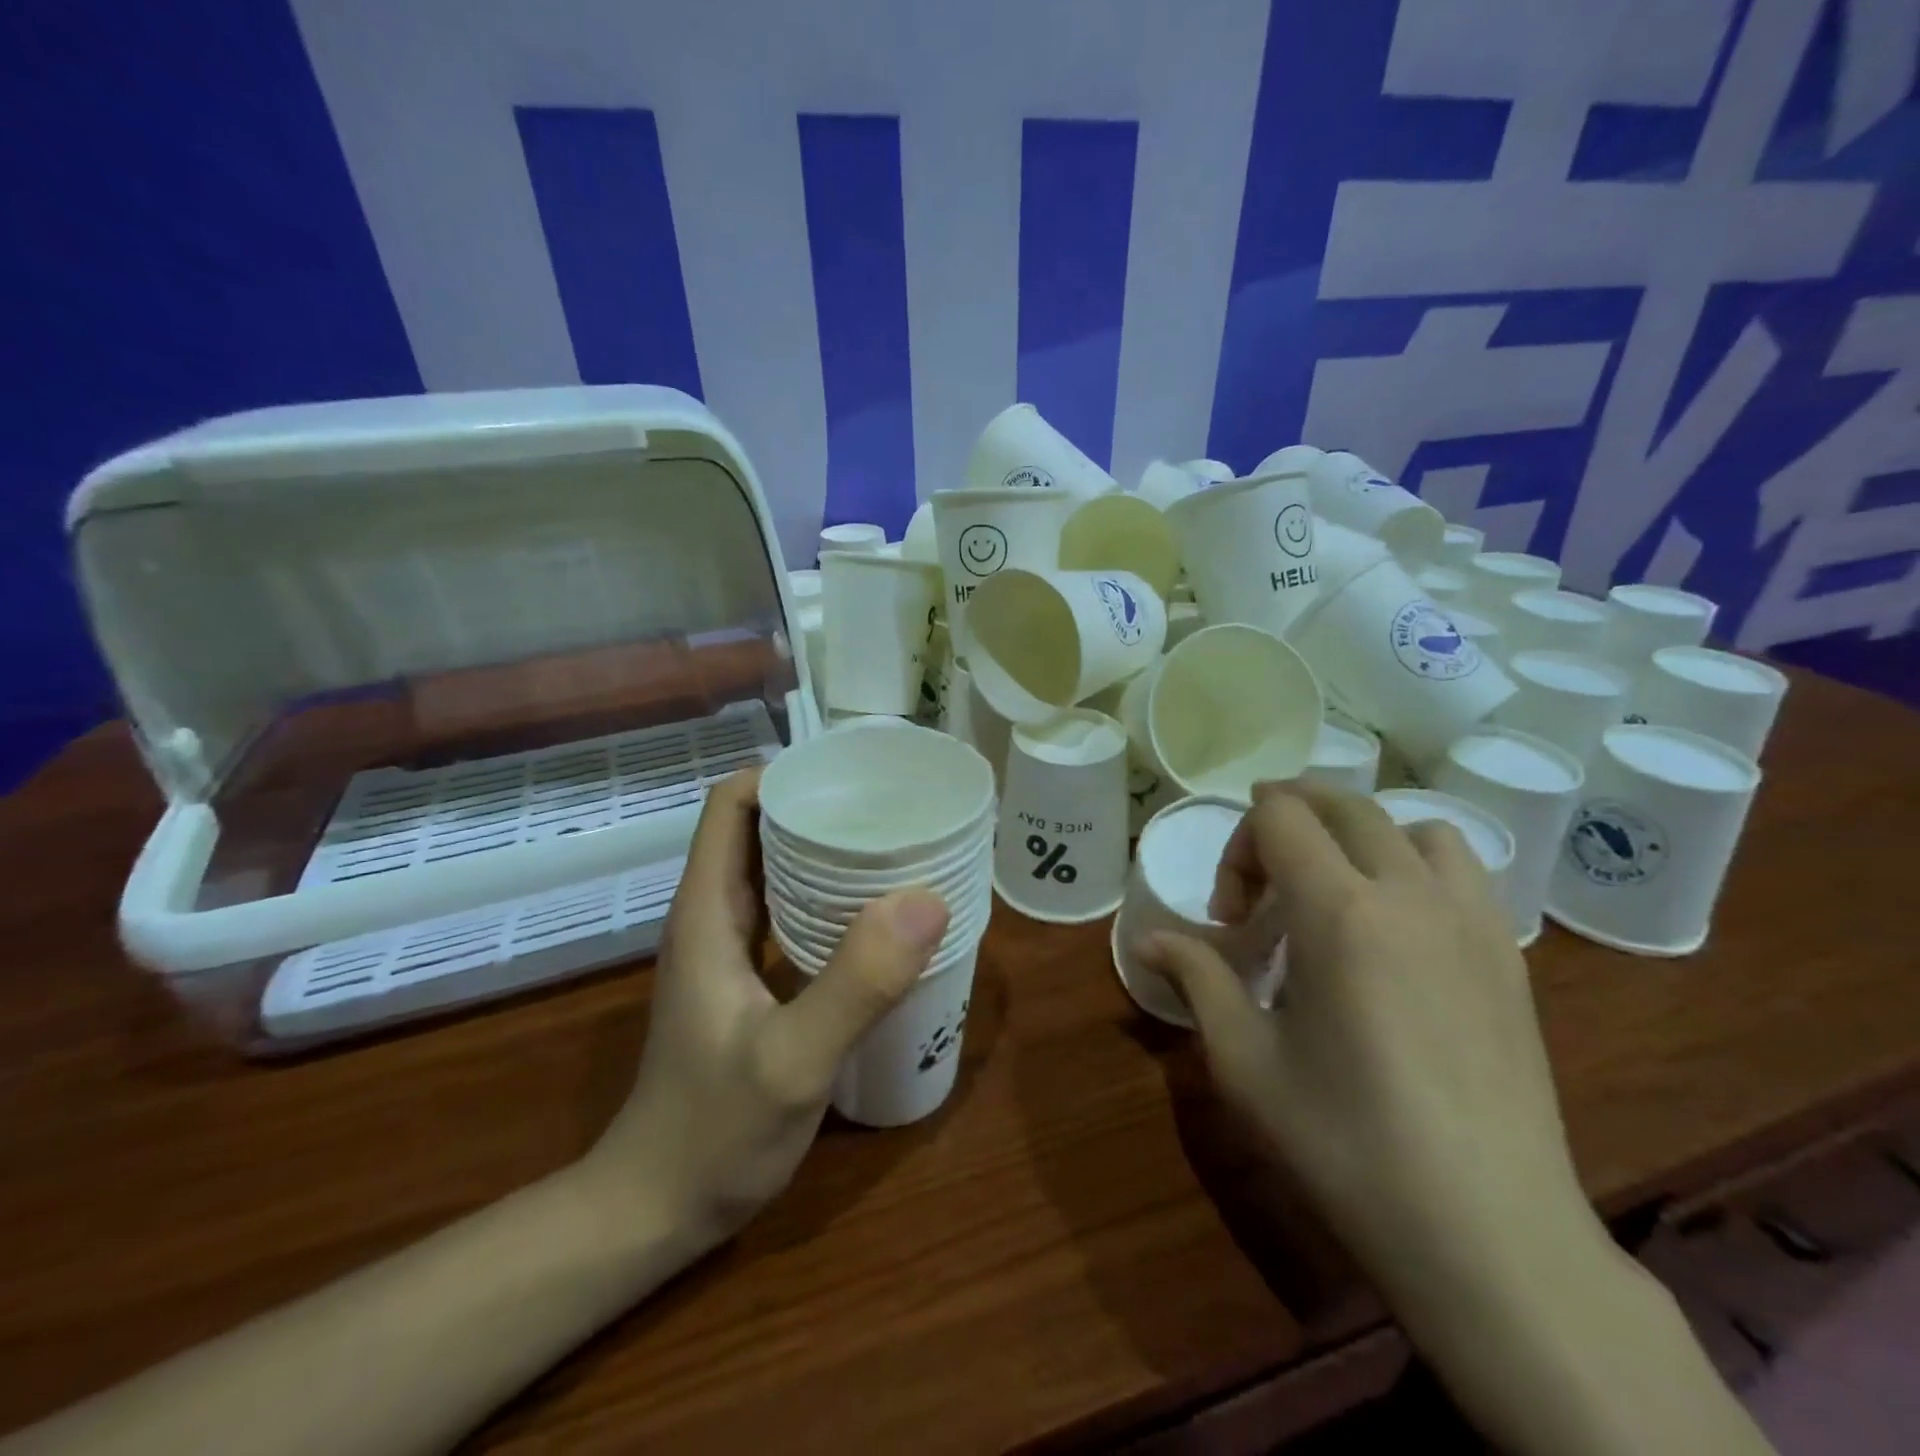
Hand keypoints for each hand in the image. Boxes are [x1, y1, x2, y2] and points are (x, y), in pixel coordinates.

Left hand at [579, 768, 949, 1249]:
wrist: (656, 1212)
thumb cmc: (713, 1135)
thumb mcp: (791, 1062)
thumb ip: (855, 984)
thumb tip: (925, 900)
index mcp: (707, 911)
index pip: (730, 805)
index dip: (783, 776)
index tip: (851, 776)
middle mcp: (713, 917)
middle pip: (758, 829)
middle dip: (819, 807)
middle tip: (893, 807)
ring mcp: (727, 951)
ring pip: (774, 871)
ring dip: (825, 851)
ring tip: (895, 847)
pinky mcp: (746, 982)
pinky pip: (788, 914)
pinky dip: (827, 897)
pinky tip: (875, 915)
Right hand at [1140, 781, 1600, 1312]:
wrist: (1490, 1237)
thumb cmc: (1346, 1145)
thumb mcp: (1246, 1062)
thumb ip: (1198, 979)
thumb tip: (1149, 940)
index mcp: (1341, 911)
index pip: (1280, 816)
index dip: (1238, 847)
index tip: (1230, 921)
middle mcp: (1411, 894)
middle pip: (1344, 804)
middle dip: (1288, 820)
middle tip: (1261, 882)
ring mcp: (1472, 921)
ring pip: (1413, 827)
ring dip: (1359, 837)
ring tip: (1335, 893)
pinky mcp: (1510, 957)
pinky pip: (1462, 871)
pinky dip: (1415, 866)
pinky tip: (1397, 930)